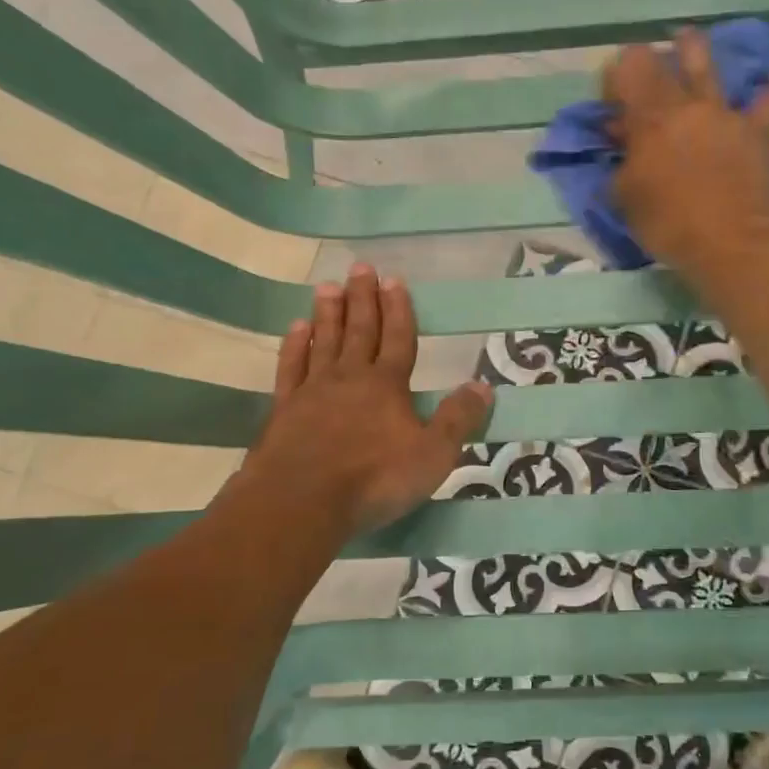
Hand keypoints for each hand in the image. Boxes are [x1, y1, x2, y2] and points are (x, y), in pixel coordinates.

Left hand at [245, 265, 492, 533]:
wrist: (301, 500)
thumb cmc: (374, 480)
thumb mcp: (433, 455)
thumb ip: (458, 419)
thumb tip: (484, 386)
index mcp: (388, 385)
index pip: (398, 338)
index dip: (398, 309)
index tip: (394, 280)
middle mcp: (350, 377)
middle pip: (359, 330)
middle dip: (363, 299)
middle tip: (360, 268)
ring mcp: (313, 390)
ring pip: (324, 341)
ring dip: (329, 313)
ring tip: (328, 286)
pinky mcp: (284, 409)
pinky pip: (291, 367)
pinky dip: (295, 346)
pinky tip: (297, 329)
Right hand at [604, 28, 768, 275]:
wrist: (728, 243)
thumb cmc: (668, 224)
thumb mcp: (625, 198)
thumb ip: (620, 162)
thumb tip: (621, 139)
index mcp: (647, 120)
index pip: (624, 71)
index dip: (614, 78)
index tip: (610, 102)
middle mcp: (684, 106)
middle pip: (660, 62)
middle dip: (645, 62)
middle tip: (642, 74)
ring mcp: (723, 115)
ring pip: (707, 66)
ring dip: (694, 48)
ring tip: (687, 38)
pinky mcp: (756, 131)